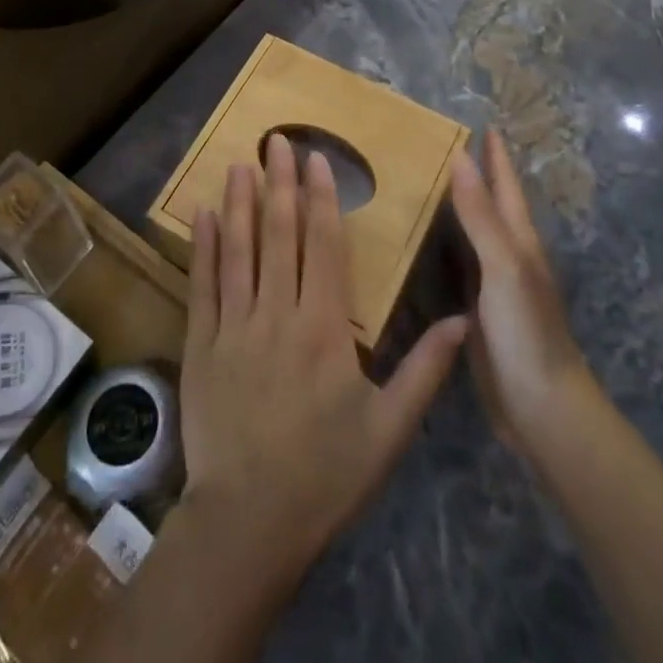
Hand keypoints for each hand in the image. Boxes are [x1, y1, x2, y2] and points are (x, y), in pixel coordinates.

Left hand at [178, 133, 467, 578]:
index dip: (321, 198)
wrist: (248, 522)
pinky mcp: (201, 344)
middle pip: (279, 234)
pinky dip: (204, 246)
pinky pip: (203, 284)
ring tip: (242, 161)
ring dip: (241, 201)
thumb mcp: (388, 430)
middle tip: (276, 139)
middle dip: (279, 182)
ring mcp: (233, 325)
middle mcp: (277, 313)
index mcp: (324, 329)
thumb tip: (462, 320)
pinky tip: (205, 213)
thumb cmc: (325, 475)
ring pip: (238, 249)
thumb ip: (426, 371)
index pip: (324, 246)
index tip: (317, 159)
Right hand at [450, 129, 604, 454]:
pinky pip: (454, 265)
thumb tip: (460, 157)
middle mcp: (506, 256)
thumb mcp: (504, 267)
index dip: (496, 156)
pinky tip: (417, 243)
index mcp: (519, 241)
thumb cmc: (527, 333)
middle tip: (436, 146)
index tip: (483, 123)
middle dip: (472, 174)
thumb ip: (480, 215)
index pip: (506, 186)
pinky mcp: (475, 312)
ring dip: (453, 208)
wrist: (541, 409)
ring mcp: (491, 286)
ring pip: (470, 233)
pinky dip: (439, 245)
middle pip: (489, 205)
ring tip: (421, 183)